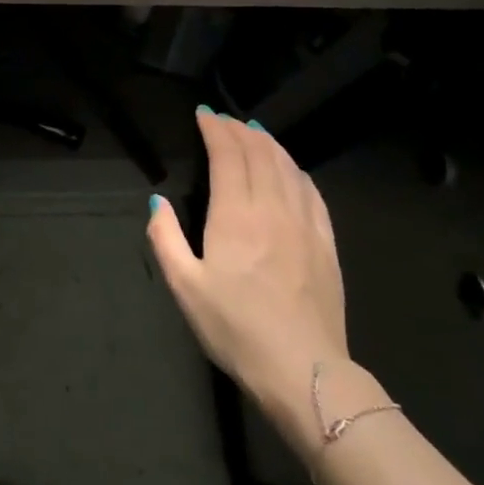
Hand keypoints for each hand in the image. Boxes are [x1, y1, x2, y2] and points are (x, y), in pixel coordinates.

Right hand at [148, 110, 349, 453]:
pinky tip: (292, 169)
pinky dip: (297, 171)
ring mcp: (304, 224)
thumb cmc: (235, 328)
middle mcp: (272, 208)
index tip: (204, 114)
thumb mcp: (185, 287)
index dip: (216, 130)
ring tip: (255, 131)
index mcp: (235, 215)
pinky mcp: (326, 244)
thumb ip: (166, 239)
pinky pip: (312, 193)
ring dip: (269, 144)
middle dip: (240, 130)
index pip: (228, 156)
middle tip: (225, 120)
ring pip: (288, 168)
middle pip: (259, 154)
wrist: (303, 370)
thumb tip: (157, 201)